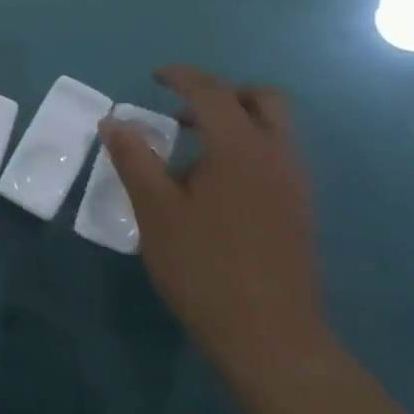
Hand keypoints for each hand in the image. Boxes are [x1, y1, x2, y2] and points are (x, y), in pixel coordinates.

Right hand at [99, 65, 329, 377]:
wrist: (269, 336)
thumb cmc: (204, 268)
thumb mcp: (156, 211)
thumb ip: (134, 160)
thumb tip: (113, 122)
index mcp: (240, 149)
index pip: (213, 92)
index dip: (182, 77)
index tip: (155, 76)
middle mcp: (277, 156)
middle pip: (263, 100)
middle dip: (223, 93)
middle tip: (183, 113)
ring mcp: (295, 184)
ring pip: (274, 129)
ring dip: (237, 123)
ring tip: (192, 153)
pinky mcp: (300, 210)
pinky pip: (277, 158)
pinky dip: (248, 150)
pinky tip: (215, 188)